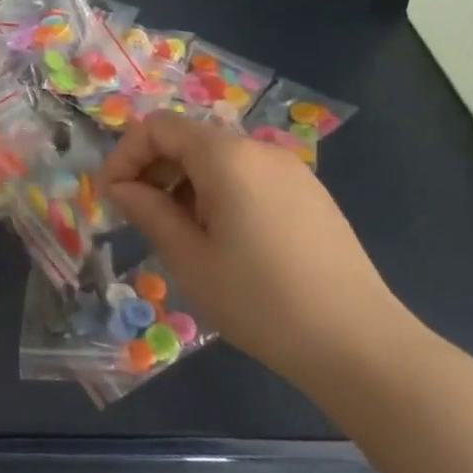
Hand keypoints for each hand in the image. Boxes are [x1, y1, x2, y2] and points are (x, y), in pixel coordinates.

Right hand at [102, 111, 420, 385]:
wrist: (360, 345)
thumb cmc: (260, 300)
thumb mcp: (189, 258)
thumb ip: (148, 211)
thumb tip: (122, 187)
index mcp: (226, 156)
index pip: (158, 127)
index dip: (126, 155)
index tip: (112, 197)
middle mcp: (259, 150)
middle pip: (189, 138)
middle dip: (153, 169)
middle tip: (139, 217)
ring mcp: (291, 171)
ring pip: (218, 159)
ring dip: (184, 183)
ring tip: (180, 234)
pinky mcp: (310, 195)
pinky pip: (249, 176)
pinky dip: (218, 193)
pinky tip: (223, 240)